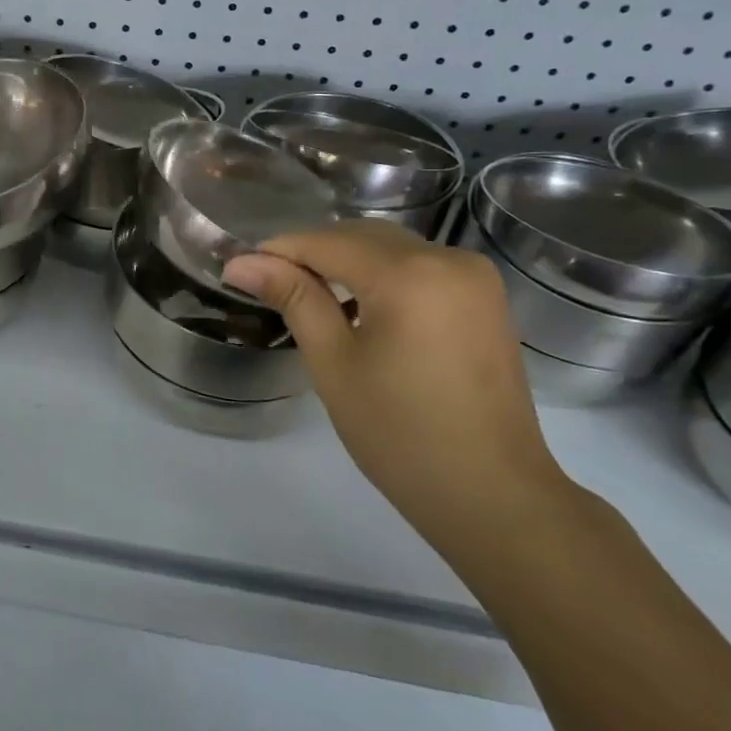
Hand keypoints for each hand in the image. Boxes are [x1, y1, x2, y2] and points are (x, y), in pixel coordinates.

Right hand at [222, 221, 575, 554]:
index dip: (279, 251)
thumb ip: (293, 298)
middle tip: (268, 283)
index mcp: (410, 274)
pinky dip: (382, 275)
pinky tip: (358, 305)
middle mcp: (448, 258)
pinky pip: (420, 267)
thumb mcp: (333, 363)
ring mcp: (474, 277)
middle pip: (362, 236)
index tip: (239, 268)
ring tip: (306, 294)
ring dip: (346, 262)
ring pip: (392, 248)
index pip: (328, 242)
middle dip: (312, 252)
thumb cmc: (399, 433)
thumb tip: (241, 263)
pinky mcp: (484, 298)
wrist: (491, 494)